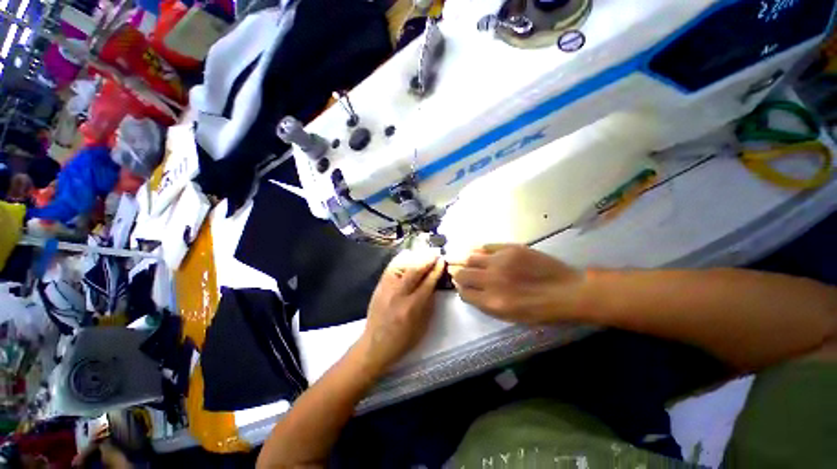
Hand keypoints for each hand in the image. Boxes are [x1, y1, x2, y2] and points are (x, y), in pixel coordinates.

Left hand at [358, 250, 444, 373]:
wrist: (375, 344)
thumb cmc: (403, 339)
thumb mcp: (423, 325)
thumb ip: (429, 303)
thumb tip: (434, 283)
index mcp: (412, 307)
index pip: (428, 282)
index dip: (436, 270)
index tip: (442, 261)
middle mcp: (399, 294)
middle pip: (415, 270)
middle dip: (427, 258)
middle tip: (436, 252)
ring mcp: (387, 288)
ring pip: (401, 264)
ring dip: (415, 256)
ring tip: (424, 252)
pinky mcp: (379, 285)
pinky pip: (391, 266)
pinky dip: (401, 258)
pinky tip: (408, 254)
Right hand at [448, 244, 583, 323]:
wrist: (567, 292)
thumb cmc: (539, 310)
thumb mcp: (510, 317)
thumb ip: (485, 304)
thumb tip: (468, 290)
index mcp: (492, 302)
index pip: (464, 293)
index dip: (461, 289)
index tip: (463, 286)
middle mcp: (492, 281)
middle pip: (462, 274)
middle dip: (459, 274)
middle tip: (462, 273)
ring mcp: (500, 262)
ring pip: (470, 258)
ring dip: (467, 261)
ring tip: (471, 262)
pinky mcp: (510, 248)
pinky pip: (485, 246)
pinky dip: (479, 250)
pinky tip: (481, 253)